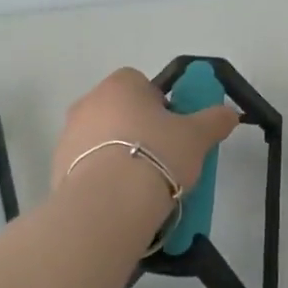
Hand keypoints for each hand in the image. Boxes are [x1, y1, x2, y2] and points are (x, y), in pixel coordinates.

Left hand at [52, 67, 240, 194]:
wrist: (107, 204)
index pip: (140, 82)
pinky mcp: (57, 168)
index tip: (173, 129)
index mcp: (120, 85)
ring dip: (119, 154)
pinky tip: (121, 200)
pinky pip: (87, 167)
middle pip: (119, 110)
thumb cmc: (156, 155)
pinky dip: (102, 178)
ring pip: (102, 139)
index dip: (159, 104)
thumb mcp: (197, 137)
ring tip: (142, 185)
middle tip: (163, 157)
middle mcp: (89, 102)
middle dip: (139, 130)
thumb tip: (230, 113)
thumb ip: (214, 120)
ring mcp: (68, 135)